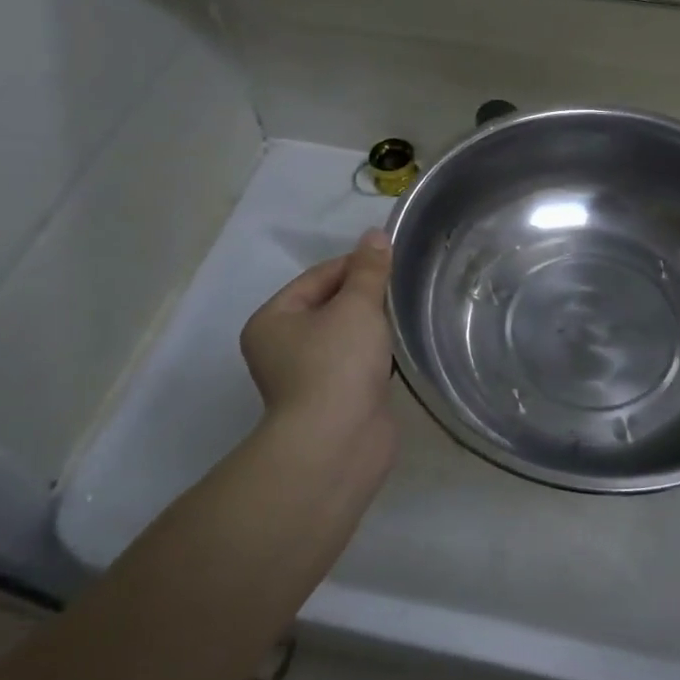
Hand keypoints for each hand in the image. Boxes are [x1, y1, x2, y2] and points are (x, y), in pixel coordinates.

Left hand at [240, 231, 394, 444]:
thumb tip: (376, 235)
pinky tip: (402, 346)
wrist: (337, 443)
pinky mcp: (335, 399)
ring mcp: (309, 376)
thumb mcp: (356, 306)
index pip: (317, 277)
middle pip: (330, 305)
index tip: (392, 259)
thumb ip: (369, 270)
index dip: (355, 264)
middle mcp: (282, 347)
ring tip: (406, 311)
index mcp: (273, 320)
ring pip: (346, 336)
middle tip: (403, 285)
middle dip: (366, 295)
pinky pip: (357, 363)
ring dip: (373, 326)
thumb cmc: (337, 364)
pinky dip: (378, 353)